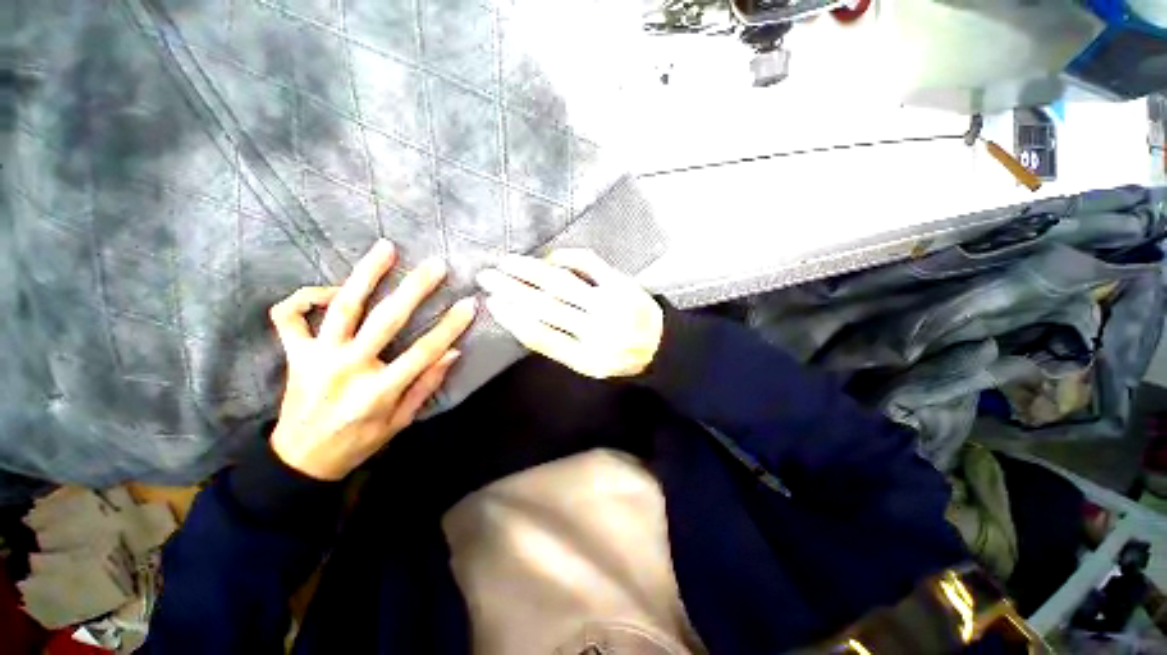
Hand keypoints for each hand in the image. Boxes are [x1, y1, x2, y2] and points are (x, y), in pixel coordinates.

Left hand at [268, 240, 475, 479]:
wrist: (300, 460)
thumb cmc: (358, 442)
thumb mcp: (400, 422)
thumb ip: (426, 385)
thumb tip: (452, 352)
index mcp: (378, 391)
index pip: (424, 351)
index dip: (450, 326)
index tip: (469, 304)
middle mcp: (347, 368)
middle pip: (386, 320)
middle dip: (415, 289)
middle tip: (435, 265)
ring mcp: (316, 357)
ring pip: (342, 306)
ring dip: (366, 274)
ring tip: (385, 248)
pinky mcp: (294, 353)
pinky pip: (289, 315)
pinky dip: (306, 297)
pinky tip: (330, 292)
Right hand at [476, 249, 662, 378]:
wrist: (663, 346)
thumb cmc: (620, 357)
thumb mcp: (589, 365)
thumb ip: (559, 346)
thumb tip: (522, 317)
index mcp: (588, 359)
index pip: (542, 336)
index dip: (513, 319)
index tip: (492, 302)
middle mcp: (599, 332)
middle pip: (547, 307)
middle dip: (512, 289)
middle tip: (486, 276)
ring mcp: (612, 305)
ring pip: (563, 284)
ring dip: (530, 270)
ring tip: (507, 262)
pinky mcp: (622, 284)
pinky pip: (590, 263)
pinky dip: (566, 257)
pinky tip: (549, 258)